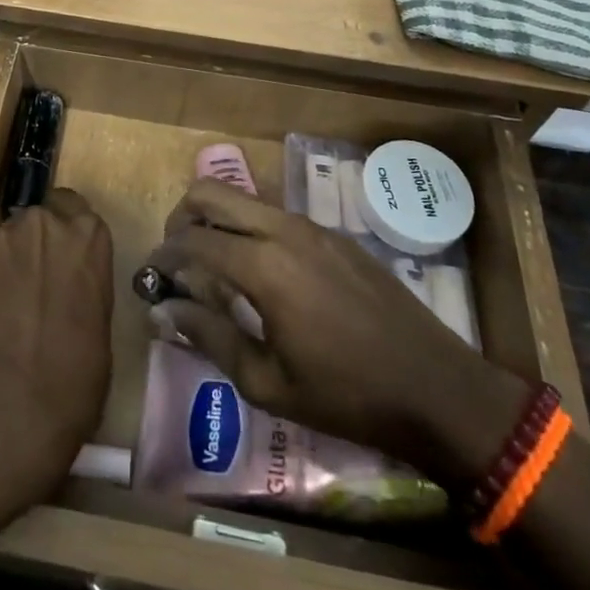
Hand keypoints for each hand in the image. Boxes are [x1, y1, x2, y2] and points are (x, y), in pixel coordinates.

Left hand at [0, 188, 114, 499]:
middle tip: (31, 285)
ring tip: (2, 309)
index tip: (60, 255)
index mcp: (87, 234)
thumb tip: (66, 290)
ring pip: (1, 241)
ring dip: (4, 264)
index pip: (71, 204)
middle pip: (35, 221)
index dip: (63, 228)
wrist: (15, 398)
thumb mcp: (100, 318)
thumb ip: (81, 283)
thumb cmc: (77, 372)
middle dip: (32, 245)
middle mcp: (42, 223)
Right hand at [147, 182, 526, 484]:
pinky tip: (262, 275)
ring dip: (218, 220)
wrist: (437, 389)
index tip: (151, 275)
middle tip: (176, 258)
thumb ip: (209, 337)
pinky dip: (251, 230)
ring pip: (245, 200)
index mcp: (263, 266)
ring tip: (215, 267)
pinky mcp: (334, 234)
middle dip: (182, 218)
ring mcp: (312, 226)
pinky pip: (276, 215)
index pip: (192, 239)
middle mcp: (283, 229)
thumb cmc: (347, 395)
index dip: (163, 254)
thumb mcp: (267, 383)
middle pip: (212, 194)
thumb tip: (163, 311)